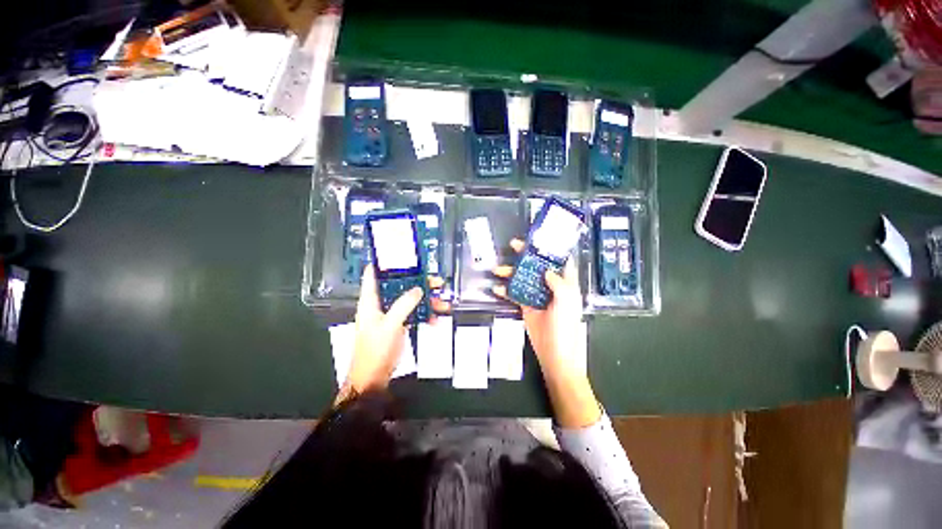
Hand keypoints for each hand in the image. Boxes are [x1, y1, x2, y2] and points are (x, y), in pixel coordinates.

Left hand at [338, 265, 449, 402]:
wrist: (374, 378)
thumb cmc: (375, 350)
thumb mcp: (390, 325)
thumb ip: (404, 304)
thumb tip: (418, 289)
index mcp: (371, 300)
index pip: (373, 274)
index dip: (384, 262)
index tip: (400, 254)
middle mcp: (381, 304)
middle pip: (399, 286)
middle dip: (418, 282)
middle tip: (435, 281)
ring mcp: (391, 315)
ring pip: (410, 300)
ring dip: (426, 300)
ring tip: (443, 301)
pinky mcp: (399, 325)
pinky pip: (414, 314)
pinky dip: (425, 315)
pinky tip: (436, 319)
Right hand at [493, 239, 600, 427]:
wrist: (554, 353)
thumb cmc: (565, 327)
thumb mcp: (566, 302)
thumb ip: (558, 283)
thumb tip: (546, 270)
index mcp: (565, 283)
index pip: (560, 260)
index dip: (551, 248)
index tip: (539, 238)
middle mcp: (551, 286)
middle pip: (537, 265)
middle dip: (525, 255)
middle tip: (514, 245)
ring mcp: (537, 295)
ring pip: (523, 278)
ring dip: (511, 272)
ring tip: (498, 269)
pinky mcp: (526, 305)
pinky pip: (514, 294)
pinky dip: (505, 290)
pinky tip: (497, 288)